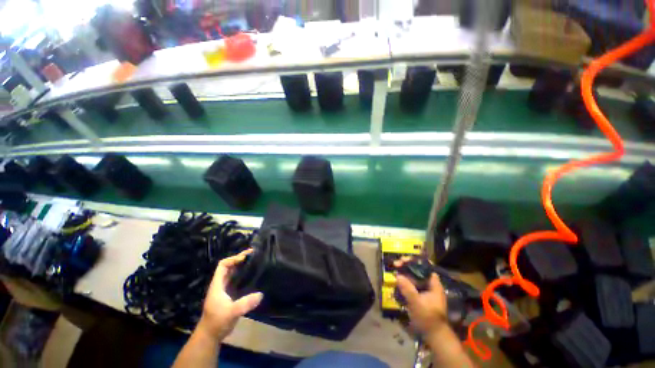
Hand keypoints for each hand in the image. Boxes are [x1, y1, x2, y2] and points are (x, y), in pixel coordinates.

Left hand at [198, 249, 262, 340]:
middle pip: (229, 267)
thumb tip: (260, 294)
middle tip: (254, 255)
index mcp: (217, 284)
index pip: (223, 265)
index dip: (233, 259)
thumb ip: (244, 304)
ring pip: (233, 273)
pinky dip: (244, 276)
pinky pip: (237, 281)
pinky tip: (253, 276)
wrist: (210, 336)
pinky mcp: (229, 295)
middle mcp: (221, 284)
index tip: (246, 258)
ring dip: (242, 267)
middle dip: (240, 260)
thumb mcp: (231, 312)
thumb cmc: (217, 322)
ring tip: (255, 262)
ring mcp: (225, 290)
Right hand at [395, 258, 447, 335]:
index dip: (414, 261)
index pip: (425, 266)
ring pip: (414, 276)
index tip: (403, 260)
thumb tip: (397, 275)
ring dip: (405, 272)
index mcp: (434, 284)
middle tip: (396, 264)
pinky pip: (412, 283)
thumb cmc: (428, 319)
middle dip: (407, 265)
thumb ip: (408, 289)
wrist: (434, 336)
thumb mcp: (417, 304)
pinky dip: (405, 280)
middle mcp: (430, 284)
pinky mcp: (420, 295)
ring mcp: (425, 289)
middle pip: (418, 269)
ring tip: (395, 270)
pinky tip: (398, 280)